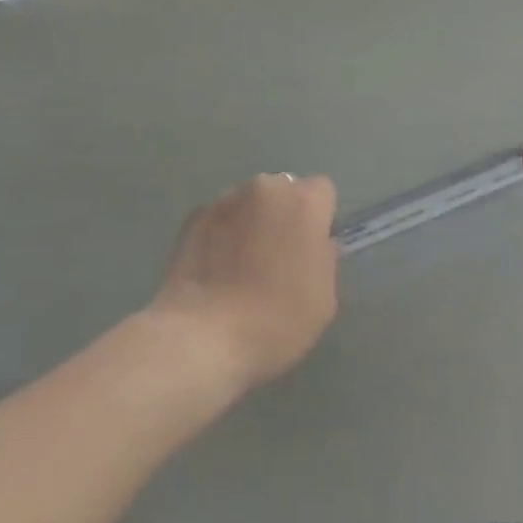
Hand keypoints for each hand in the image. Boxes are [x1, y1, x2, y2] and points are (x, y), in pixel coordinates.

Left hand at [149, 173, 339, 390]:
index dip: (320, 219)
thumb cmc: (275, 321)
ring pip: (250, 202)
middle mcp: (266, 187)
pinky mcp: (196, 214)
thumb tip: (315, 244)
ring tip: (241, 267)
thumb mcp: (324, 300)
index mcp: (303, 203)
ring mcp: (227, 197)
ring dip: (252, 222)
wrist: (204, 335)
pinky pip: (221, 217)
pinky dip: (223, 233)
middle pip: (284, 191)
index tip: (311, 250)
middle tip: (277, 259)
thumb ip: (325, 258)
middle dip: (284, 216)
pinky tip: (217, 270)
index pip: (323, 191)